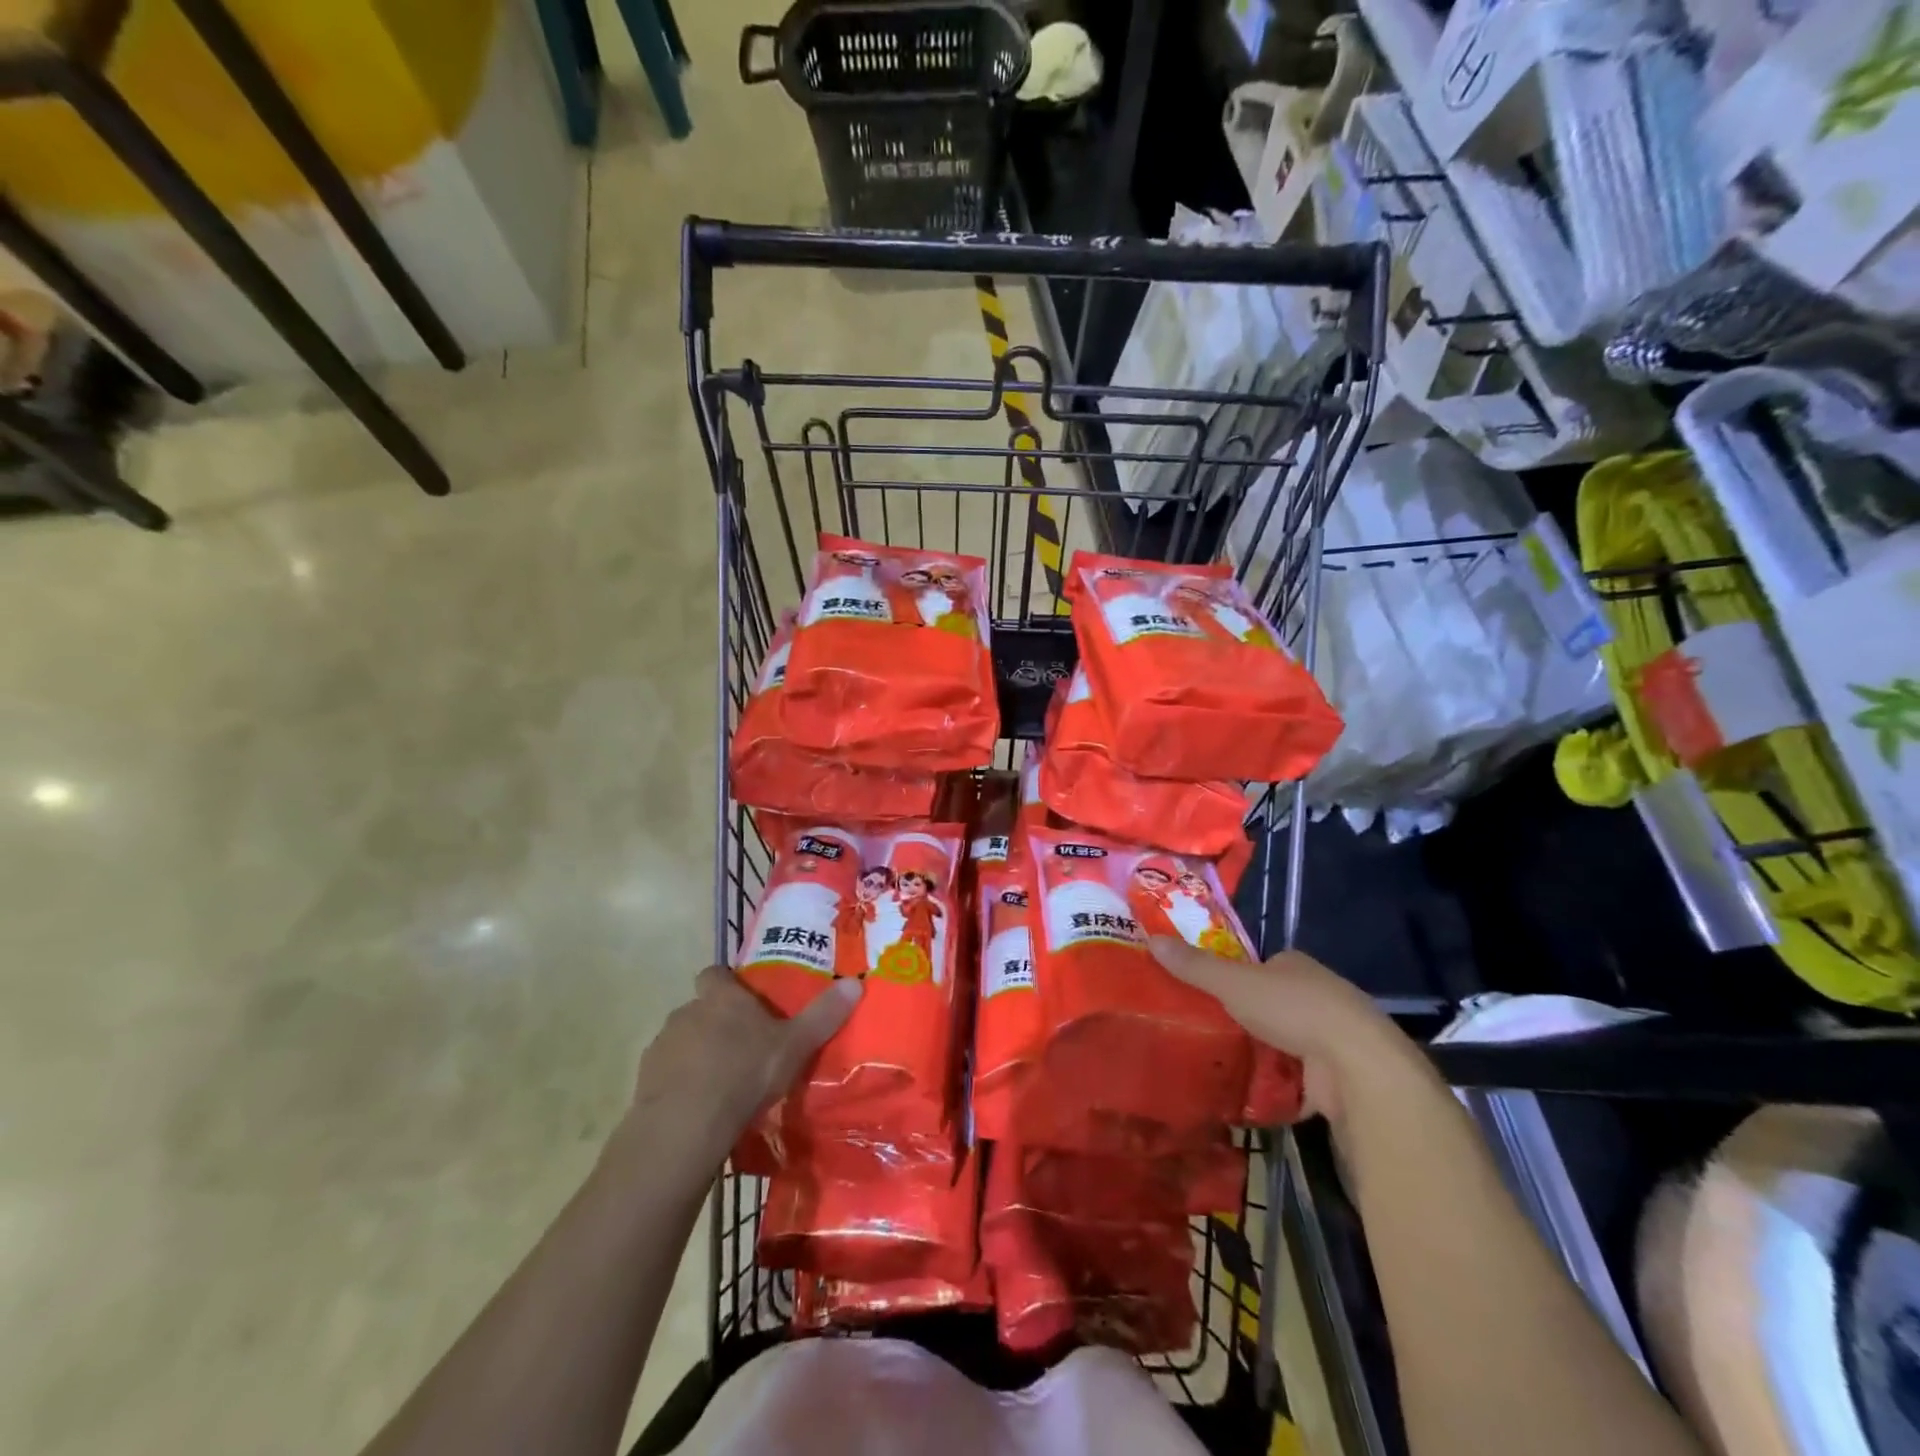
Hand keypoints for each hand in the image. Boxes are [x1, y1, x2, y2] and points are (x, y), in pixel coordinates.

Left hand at [627, 967, 861, 1158]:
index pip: (716, 973)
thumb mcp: (794, 1045)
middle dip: (717, 1022)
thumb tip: (855, 982)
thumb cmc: (744, 1073)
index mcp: (722, 997)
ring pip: (683, 1040)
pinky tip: (700, 1107)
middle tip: (744, 1047)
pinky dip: (680, 1083)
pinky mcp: (645, 1081)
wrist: (685, 1126)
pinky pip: (667, 1074)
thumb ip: (823, 1015)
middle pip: (700, 1007)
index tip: (745, 1001)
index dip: (728, 983)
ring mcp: (662, 1046)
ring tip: (722, 1083)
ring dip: (698, 1053)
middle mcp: (687, 1011)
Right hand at [1149, 937, 1414, 1124]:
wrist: (1357, 1067)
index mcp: (1297, 966)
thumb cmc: (1295, 1010)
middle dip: (1246, 1017)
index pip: (1261, 965)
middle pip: (1272, 1003)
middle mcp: (1319, 996)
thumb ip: (1195, 966)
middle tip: (1205, 1029)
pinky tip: (1247, 1093)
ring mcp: (1331, 1039)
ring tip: (1217, 1062)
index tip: (1208, 992)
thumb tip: (1151, 939)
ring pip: (1285, 1041)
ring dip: (1261, 1052)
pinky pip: (1296, 1078)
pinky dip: (1276, 1084)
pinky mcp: (1337, 1077)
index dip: (1236, 976)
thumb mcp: (1234, 983)